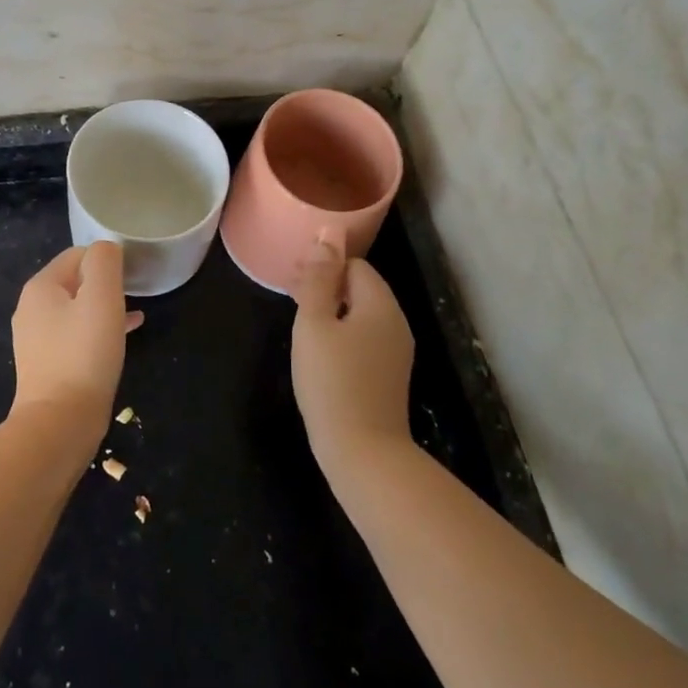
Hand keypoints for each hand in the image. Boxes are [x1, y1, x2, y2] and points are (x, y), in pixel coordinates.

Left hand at [10, 242, 141, 432]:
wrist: (59, 423)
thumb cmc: (84, 354)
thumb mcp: (102, 297)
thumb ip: (105, 262)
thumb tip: (107, 249)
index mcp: (40, 287)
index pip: (77, 254)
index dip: (107, 261)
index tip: (132, 278)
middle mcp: (31, 309)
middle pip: (75, 281)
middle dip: (105, 285)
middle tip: (134, 297)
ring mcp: (35, 339)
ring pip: (77, 310)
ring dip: (104, 308)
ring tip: (133, 317)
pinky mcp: (45, 365)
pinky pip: (75, 336)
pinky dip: (97, 332)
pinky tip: (120, 340)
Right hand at [291, 240, 414, 470]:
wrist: (363, 452)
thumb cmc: (332, 381)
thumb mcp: (314, 324)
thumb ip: (318, 279)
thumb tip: (327, 236)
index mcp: (380, 304)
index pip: (354, 265)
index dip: (323, 267)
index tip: (293, 279)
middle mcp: (396, 323)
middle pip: (360, 288)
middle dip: (326, 287)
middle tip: (290, 297)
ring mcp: (396, 352)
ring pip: (361, 316)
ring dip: (331, 311)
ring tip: (300, 324)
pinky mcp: (389, 376)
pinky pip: (365, 340)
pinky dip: (342, 335)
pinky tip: (320, 353)